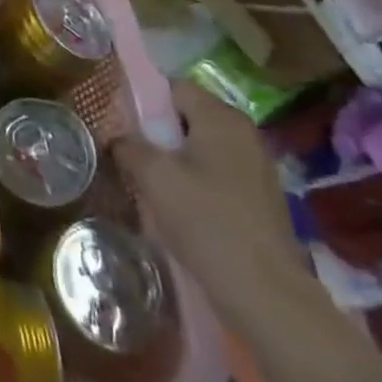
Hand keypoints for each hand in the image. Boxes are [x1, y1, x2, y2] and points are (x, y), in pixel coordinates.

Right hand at [113, 82, 305, 328]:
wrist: (265, 293)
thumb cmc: (206, 221)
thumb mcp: (154, 177)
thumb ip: (129, 146)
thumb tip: (117, 137)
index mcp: (221, 118)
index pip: (173, 87)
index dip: (143, 100)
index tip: (120, 122)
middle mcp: (244, 133)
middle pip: (188, 117)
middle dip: (157, 132)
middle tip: (129, 152)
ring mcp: (257, 167)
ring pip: (201, 147)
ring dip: (174, 159)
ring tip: (148, 181)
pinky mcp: (260, 198)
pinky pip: (216, 173)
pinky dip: (194, 181)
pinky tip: (177, 206)